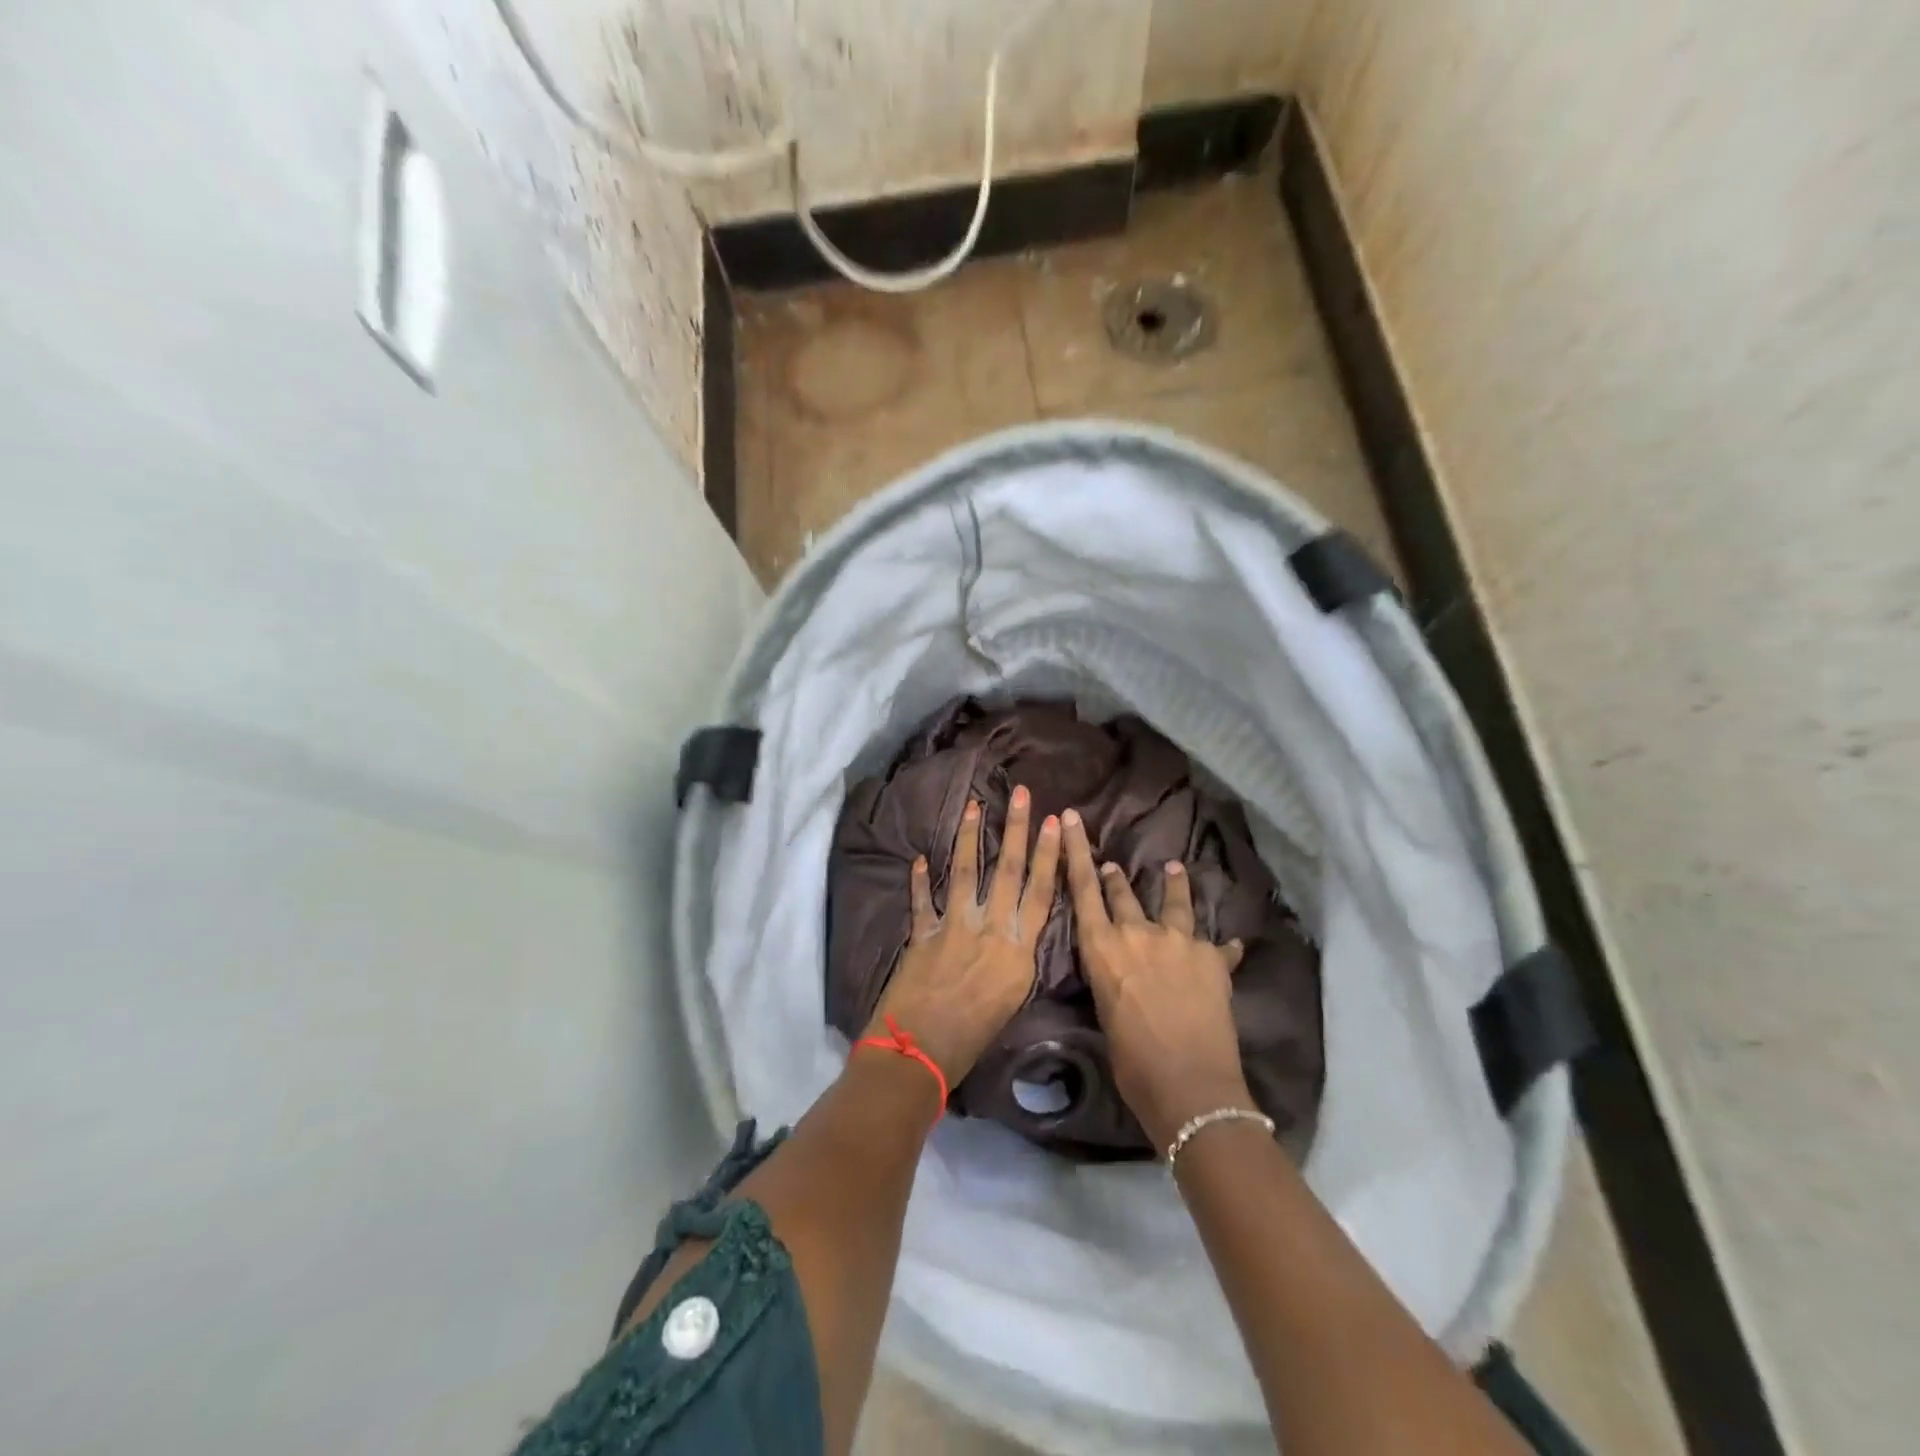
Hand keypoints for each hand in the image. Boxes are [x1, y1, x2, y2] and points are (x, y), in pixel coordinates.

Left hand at [865, 788, 1061, 1087]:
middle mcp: (990, 929)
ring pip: (966, 871)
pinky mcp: (922, 933)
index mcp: (1019, 950)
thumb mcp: (1013, 999)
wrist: (921, 1052)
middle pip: (1008, 870)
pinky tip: (920, 858)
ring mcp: (954, 927)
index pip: (1041, 891)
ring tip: (974, 805)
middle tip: (1019, 793)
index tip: (1053, 822)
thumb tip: (1017, 931)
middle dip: (1015, 829)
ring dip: (970, 837)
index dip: (1049, 854)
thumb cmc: (974, 1039)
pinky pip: (922, 900)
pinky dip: (920, 880)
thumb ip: (1017, 958)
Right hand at [1061, 808, 1251, 1150]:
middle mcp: (1139, 933)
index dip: (1076, 850)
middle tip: (1113, 864)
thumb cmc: (1132, 1062)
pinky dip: (1223, 948)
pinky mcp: (1214, 959)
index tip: (1070, 818)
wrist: (1190, 1086)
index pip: (1083, 888)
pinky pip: (1220, 947)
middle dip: (1114, 876)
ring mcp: (1179, 941)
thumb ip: (1112, 979)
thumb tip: (1120, 971)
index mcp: (1103, 948)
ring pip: (1175, 903)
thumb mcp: (1107, 1013)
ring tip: (1175, 869)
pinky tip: (1232, 945)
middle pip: (1123, 893)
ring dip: (1174, 886)